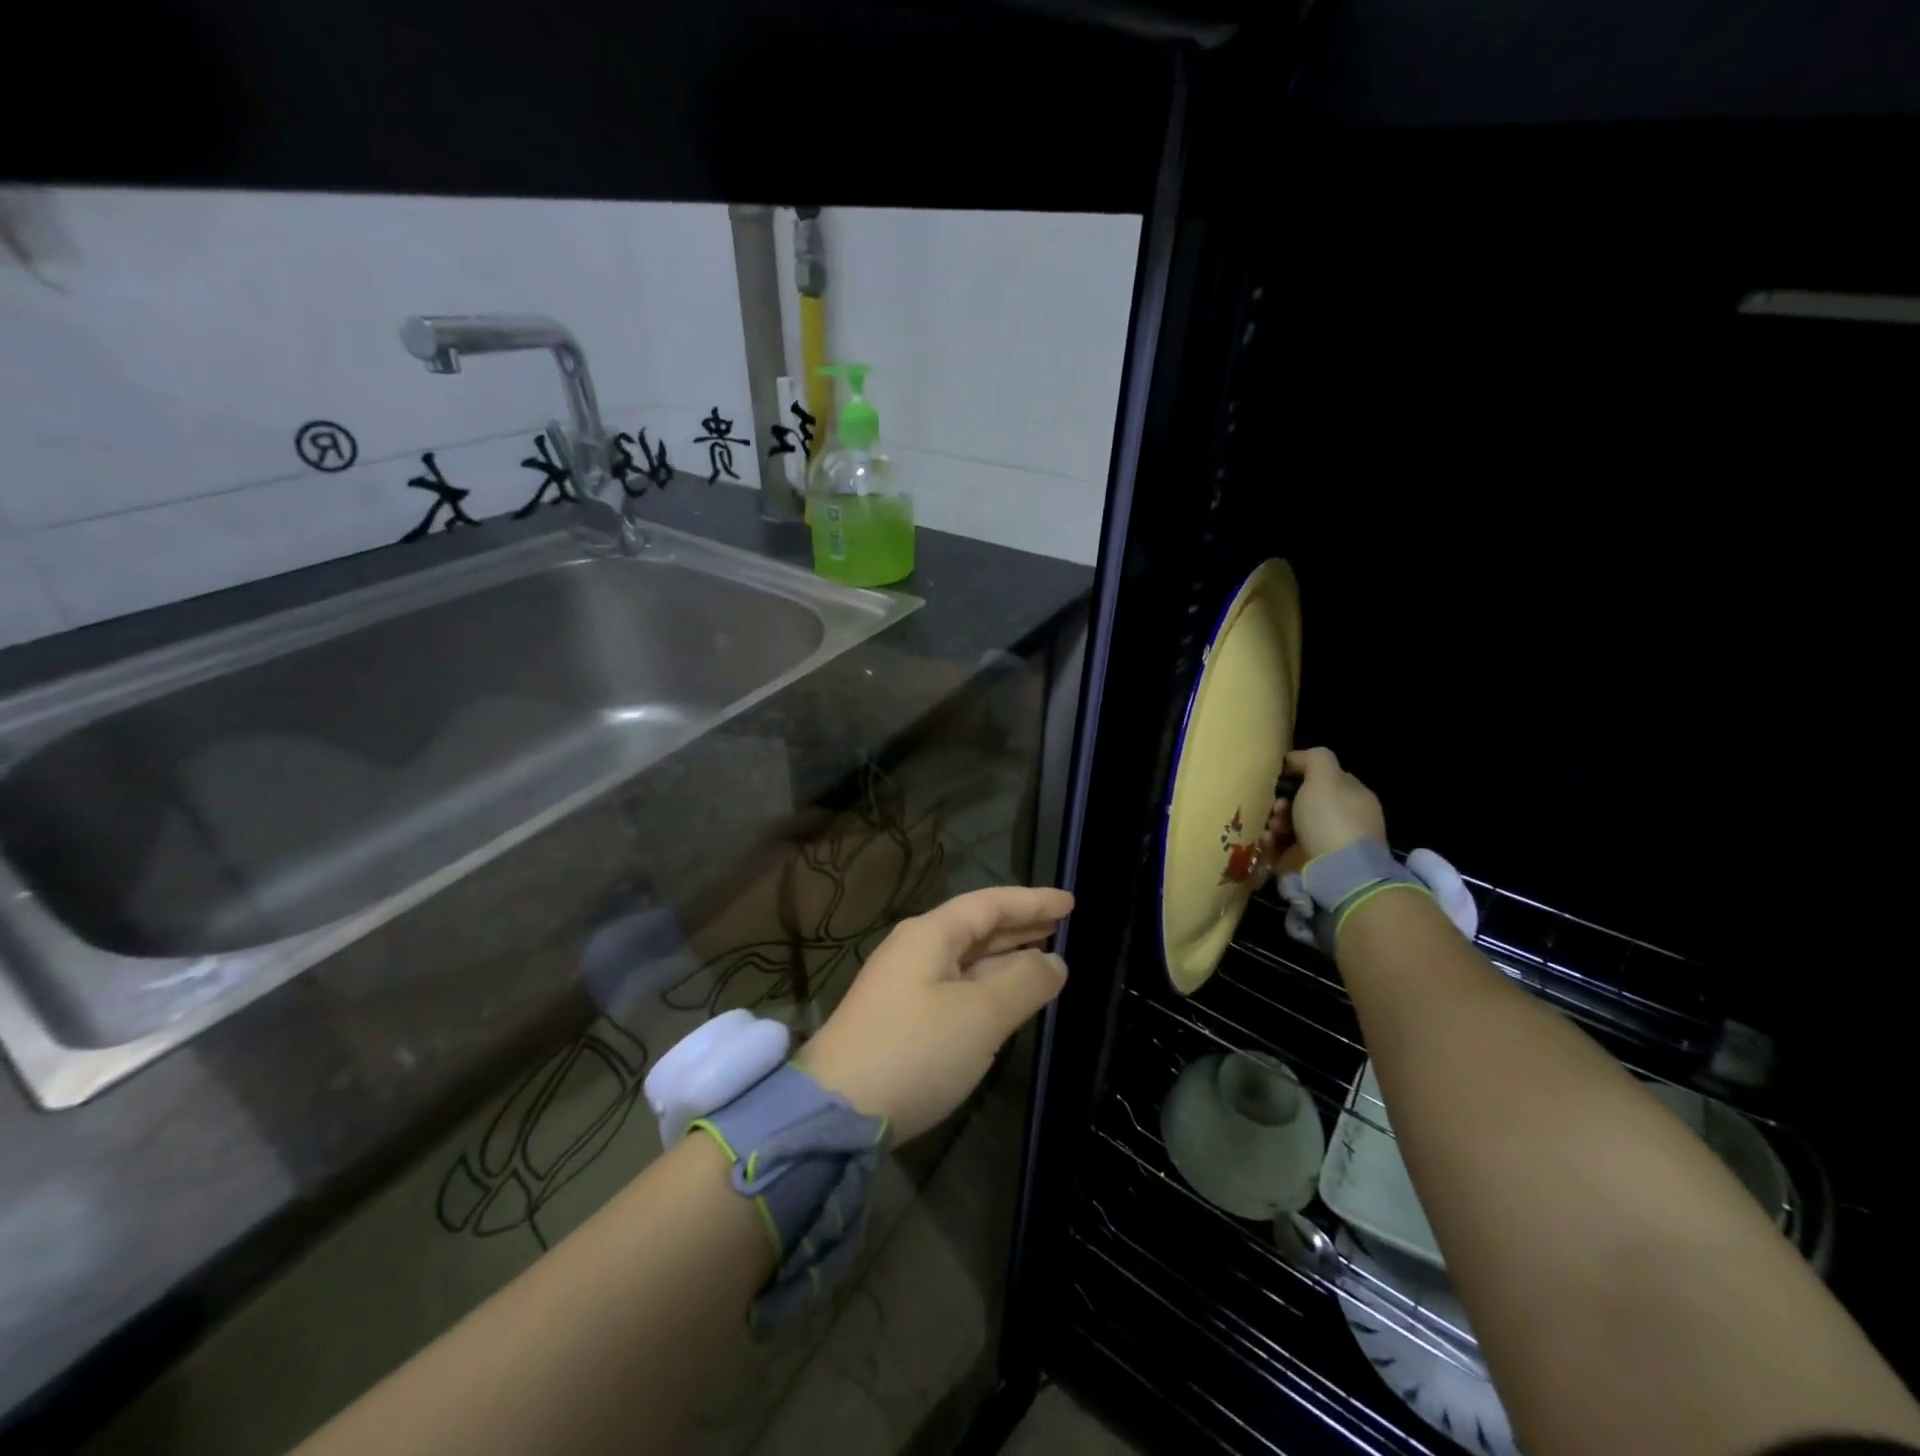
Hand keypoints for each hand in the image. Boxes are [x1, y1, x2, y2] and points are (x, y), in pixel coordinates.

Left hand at [795, 886, 1072, 1142]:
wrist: (837, 1112)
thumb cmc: (915, 1050)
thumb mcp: (980, 1015)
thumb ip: (1023, 982)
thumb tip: (1053, 962)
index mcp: (930, 935)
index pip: (990, 904)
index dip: (1032, 901)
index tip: (1070, 902)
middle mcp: (916, 951)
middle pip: (977, 928)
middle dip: (1021, 926)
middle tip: (1063, 926)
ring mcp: (907, 986)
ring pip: (968, 961)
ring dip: (1007, 958)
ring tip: (1046, 958)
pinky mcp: (904, 1020)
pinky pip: (958, 988)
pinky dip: (990, 986)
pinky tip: (1009, 998)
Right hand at [1268, 746, 1386, 862]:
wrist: (1335, 872)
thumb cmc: (1331, 819)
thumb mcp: (1326, 776)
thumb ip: (1313, 759)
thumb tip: (1294, 759)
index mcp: (1351, 797)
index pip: (1324, 779)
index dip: (1301, 774)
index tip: (1281, 777)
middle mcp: (1339, 820)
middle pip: (1302, 802)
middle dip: (1283, 800)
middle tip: (1276, 805)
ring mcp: (1322, 844)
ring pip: (1288, 824)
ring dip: (1274, 820)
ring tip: (1271, 825)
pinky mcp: (1302, 863)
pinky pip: (1279, 846)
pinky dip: (1270, 841)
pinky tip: (1268, 839)